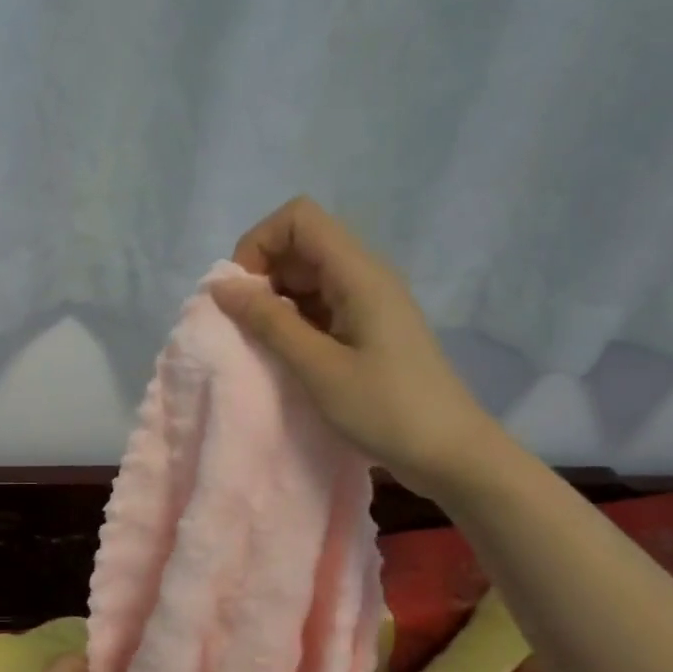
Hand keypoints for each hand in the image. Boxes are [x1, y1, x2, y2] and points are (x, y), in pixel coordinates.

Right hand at [212, 195, 503, 498]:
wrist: (451, 454)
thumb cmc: (386, 409)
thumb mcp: (319, 368)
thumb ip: (269, 322)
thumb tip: (221, 285)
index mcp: (359, 273)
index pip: (299, 218)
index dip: (259, 243)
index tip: (242, 292)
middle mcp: (365, 275)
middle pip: (302, 243)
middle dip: (262, 273)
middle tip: (245, 325)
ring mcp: (369, 301)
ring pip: (308, 275)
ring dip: (276, 299)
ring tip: (262, 344)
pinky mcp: (369, 326)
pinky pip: (321, 304)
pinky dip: (294, 319)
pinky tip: (286, 354)